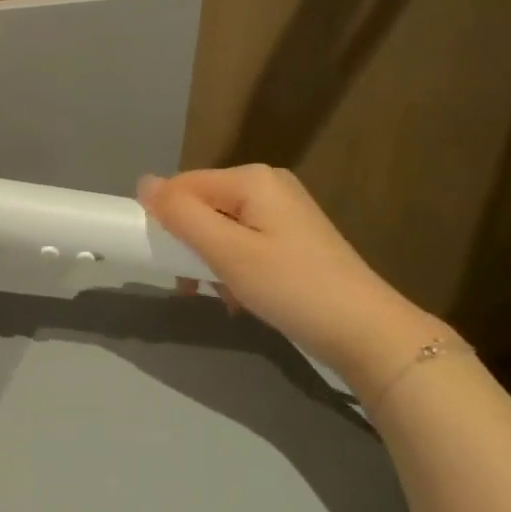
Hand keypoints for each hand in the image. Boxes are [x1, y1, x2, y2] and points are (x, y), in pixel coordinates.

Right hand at [138, 166, 448, 398]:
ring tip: (218, 295)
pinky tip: (240, 298)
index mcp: (252, 179)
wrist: (367, 332)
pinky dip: (234, 268)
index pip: (183, 185)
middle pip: (203, 206)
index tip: (165, 262)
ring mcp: (285, 212)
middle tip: (191, 284)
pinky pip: (244, 243)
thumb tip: (143, 183)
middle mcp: (269, 186)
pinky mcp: (295, 239)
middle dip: (190, 244)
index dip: (166, 220)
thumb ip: (181, 214)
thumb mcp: (227, 251)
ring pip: (222, 228)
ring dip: (210, 261)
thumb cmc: (290, 287)